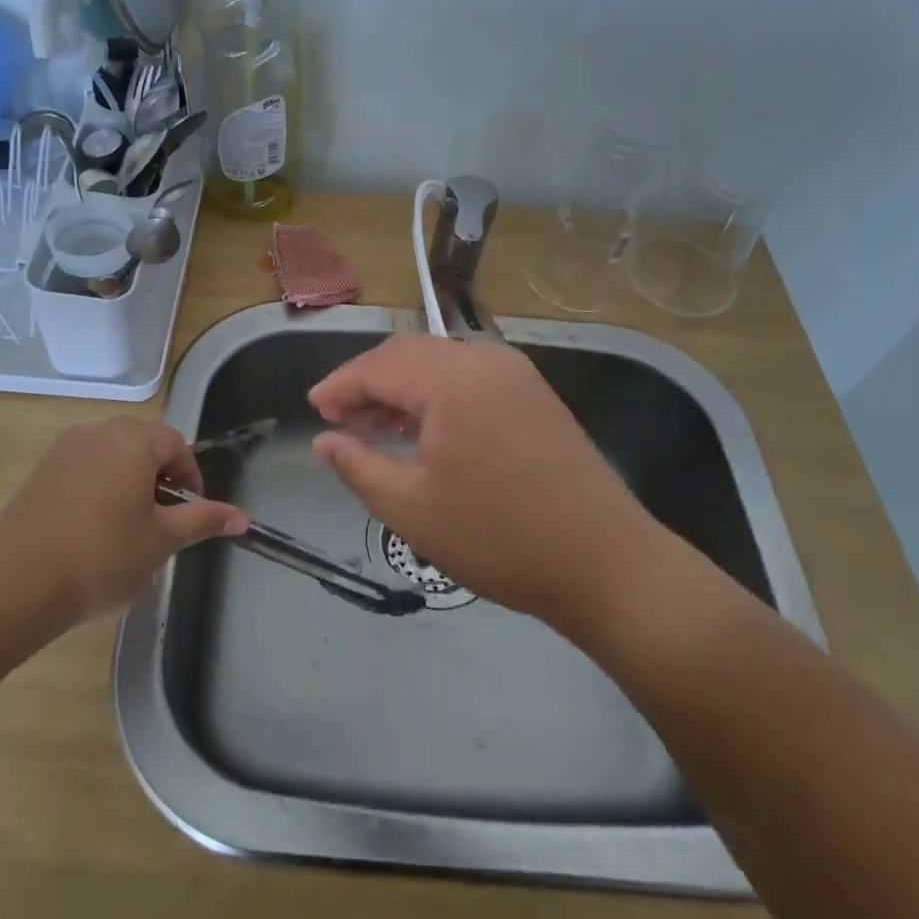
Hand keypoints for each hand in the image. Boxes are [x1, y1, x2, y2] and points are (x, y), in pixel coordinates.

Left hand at [0, 418, 248, 624]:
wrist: (16, 584)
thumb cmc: (102, 557)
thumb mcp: (161, 541)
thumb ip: (203, 520)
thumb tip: (243, 517)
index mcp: (134, 442)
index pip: (176, 444)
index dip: (190, 476)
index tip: (191, 512)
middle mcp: (99, 432)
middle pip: (143, 442)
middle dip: (159, 474)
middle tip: (162, 517)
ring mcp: (64, 448)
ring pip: (111, 453)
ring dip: (128, 478)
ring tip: (128, 524)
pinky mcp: (40, 469)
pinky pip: (83, 465)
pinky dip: (98, 484)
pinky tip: (92, 526)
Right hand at [309, 336, 676, 632]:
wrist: (605, 564)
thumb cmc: (498, 538)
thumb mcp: (412, 509)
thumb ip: (358, 466)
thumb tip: (324, 441)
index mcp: (452, 379)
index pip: (378, 366)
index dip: (339, 385)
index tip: (313, 410)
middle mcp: (485, 360)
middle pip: (409, 355)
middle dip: (368, 382)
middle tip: (338, 419)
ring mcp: (516, 374)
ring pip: (441, 363)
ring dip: (402, 387)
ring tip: (373, 426)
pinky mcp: (534, 395)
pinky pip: (469, 378)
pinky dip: (436, 395)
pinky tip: (423, 430)